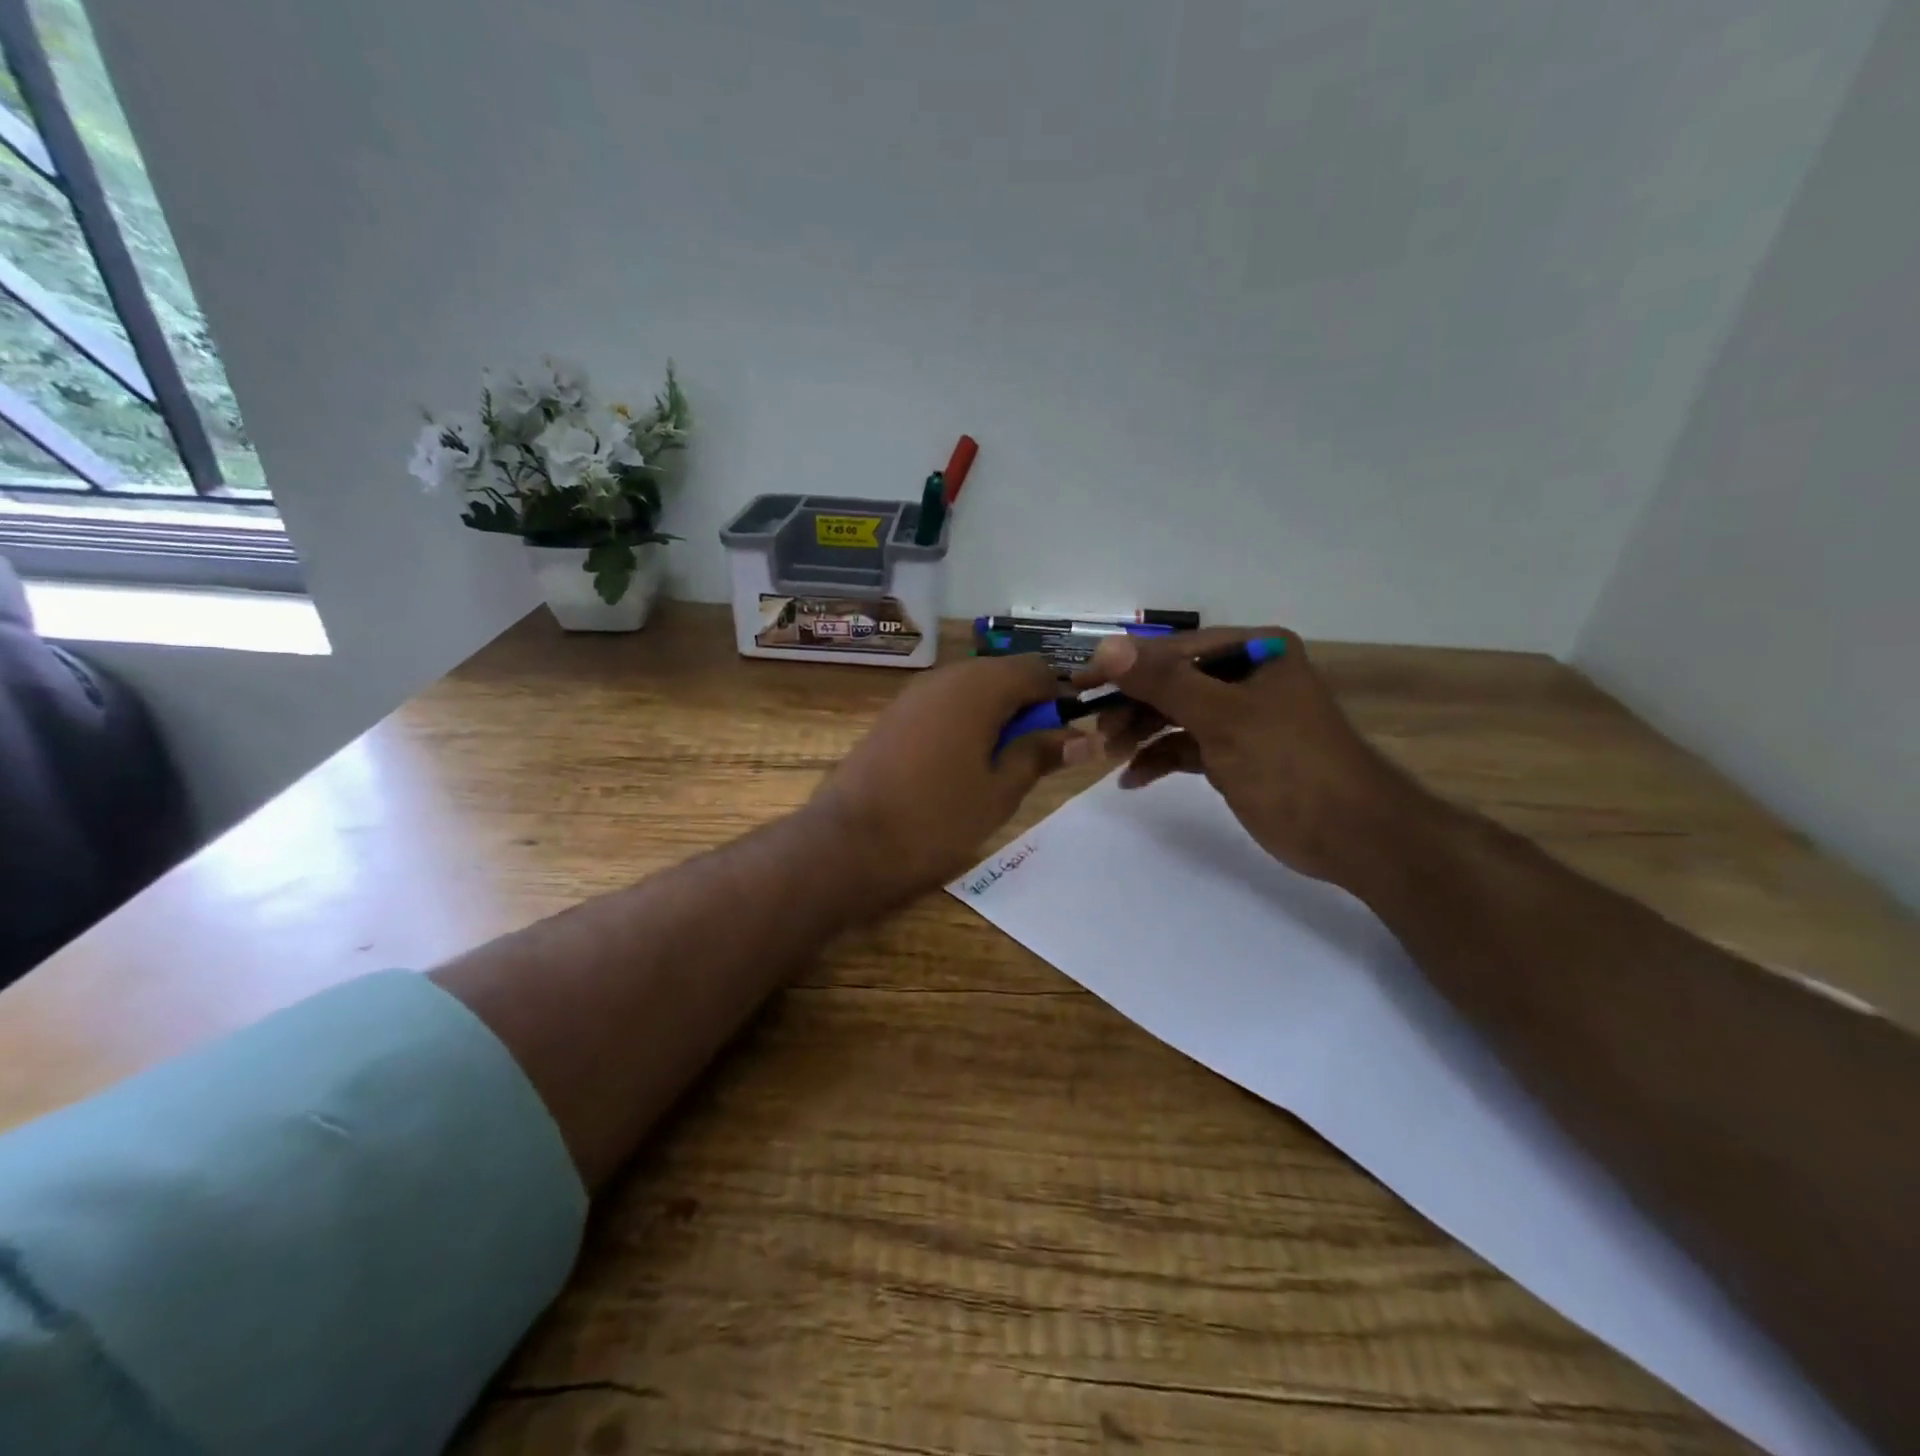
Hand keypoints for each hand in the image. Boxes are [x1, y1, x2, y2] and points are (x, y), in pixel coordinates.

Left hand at [809, 653, 1069, 902]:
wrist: (849, 840)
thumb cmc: (935, 818)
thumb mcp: (1000, 791)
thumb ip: (1040, 755)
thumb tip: (1080, 736)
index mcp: (980, 686)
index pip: (1038, 669)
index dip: (1061, 698)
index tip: (1067, 737)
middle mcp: (947, 676)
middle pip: (1004, 675)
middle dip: (1028, 707)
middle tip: (1036, 756)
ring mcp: (916, 692)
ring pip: (974, 690)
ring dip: (997, 716)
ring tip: (1000, 765)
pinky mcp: (895, 713)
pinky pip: (945, 704)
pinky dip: (966, 722)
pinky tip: (963, 764)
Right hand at [1077, 627, 1421, 888]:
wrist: (1352, 836)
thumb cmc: (1291, 765)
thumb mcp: (1223, 719)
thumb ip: (1164, 683)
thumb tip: (1106, 647)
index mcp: (1255, 651)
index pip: (1175, 650)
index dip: (1126, 666)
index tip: (1081, 683)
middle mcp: (1246, 675)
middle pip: (1172, 681)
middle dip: (1132, 705)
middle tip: (1093, 728)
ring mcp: (1240, 716)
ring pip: (1175, 714)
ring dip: (1140, 733)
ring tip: (1108, 755)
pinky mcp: (1235, 752)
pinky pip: (1186, 746)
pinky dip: (1159, 758)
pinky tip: (1132, 778)